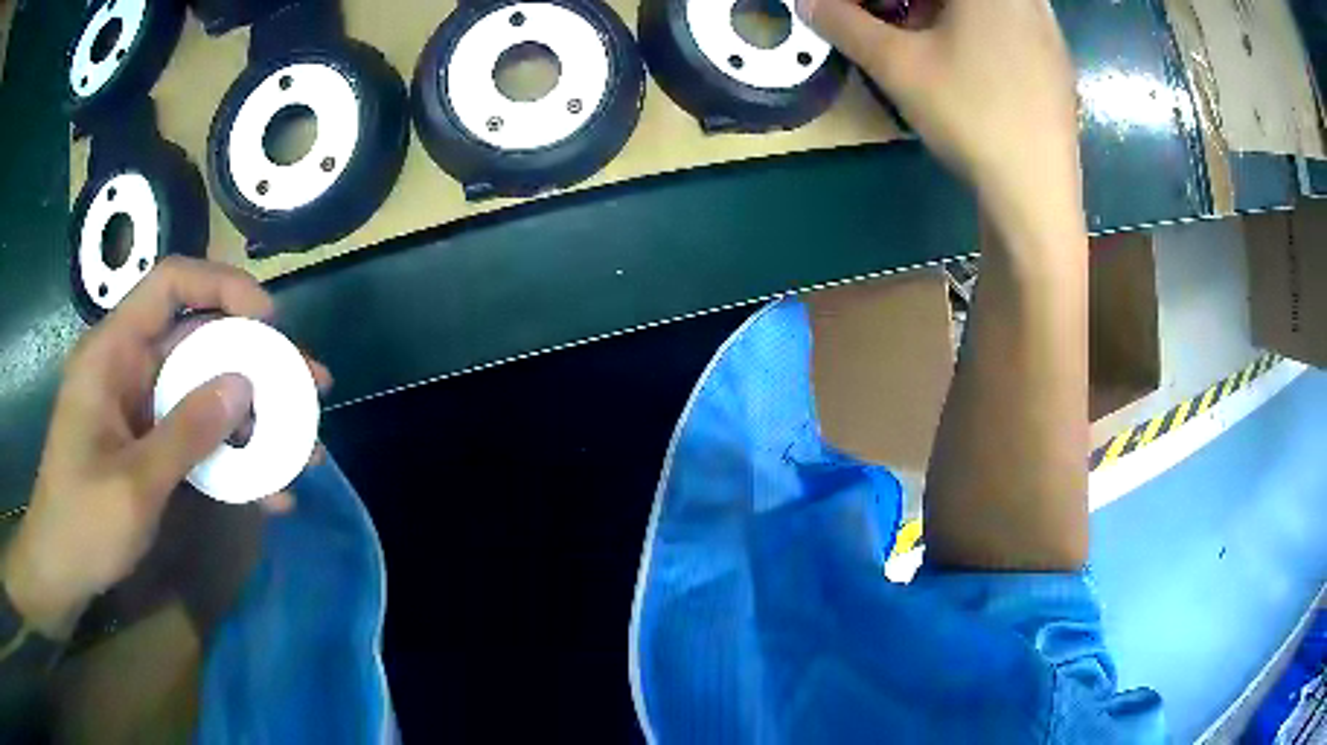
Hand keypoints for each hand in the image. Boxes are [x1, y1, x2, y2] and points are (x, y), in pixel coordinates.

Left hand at [3, 258, 328, 637]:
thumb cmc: (82, 523)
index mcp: (113, 354)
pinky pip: (196, 437)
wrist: (61, 570)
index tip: (268, 320)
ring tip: (303, 447)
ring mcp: (140, 410)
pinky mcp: (149, 444)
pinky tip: (267, 491)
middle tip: (310, 387)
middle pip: (199, 342)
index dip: (222, 288)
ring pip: (204, 393)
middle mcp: (129, 369)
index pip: (170, 285)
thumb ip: (185, 433)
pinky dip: (231, 458)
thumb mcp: (133, 485)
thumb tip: (245, 385)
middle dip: (256, 363)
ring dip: (253, 419)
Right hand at [803, 0, 1082, 243]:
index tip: (861, 15)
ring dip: (939, 13)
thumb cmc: (971, 118)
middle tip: (886, 21)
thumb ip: (844, 23)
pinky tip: (963, 63)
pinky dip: (974, 29)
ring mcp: (1047, 30)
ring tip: (919, 39)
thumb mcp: (897, 66)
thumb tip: (807, 3)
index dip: (879, 0)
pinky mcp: (1055, 61)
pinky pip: (1007, 24)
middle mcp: (1025, 0)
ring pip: (982, 6)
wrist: (1037, 196)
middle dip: (908, 3)